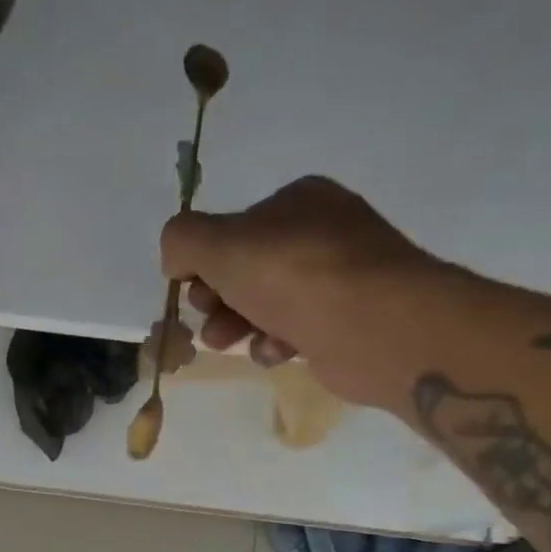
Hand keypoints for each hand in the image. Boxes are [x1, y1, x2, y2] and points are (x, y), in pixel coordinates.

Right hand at [160, 177, 451, 409]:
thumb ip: (182, 240)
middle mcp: (319, 231)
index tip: (192, 288)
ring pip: (263, 304)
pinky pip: (291, 331)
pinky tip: (277, 351)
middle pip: (243, 270)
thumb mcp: (219, 245)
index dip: (202, 263)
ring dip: (237, 326)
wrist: (374, 325)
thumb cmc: (293, 276)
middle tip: (211, 319)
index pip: (230, 230)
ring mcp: (336, 277)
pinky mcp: (343, 320)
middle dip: (217, 299)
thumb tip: (176, 258)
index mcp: (297, 200)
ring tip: (231, 342)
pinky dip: (274, 343)